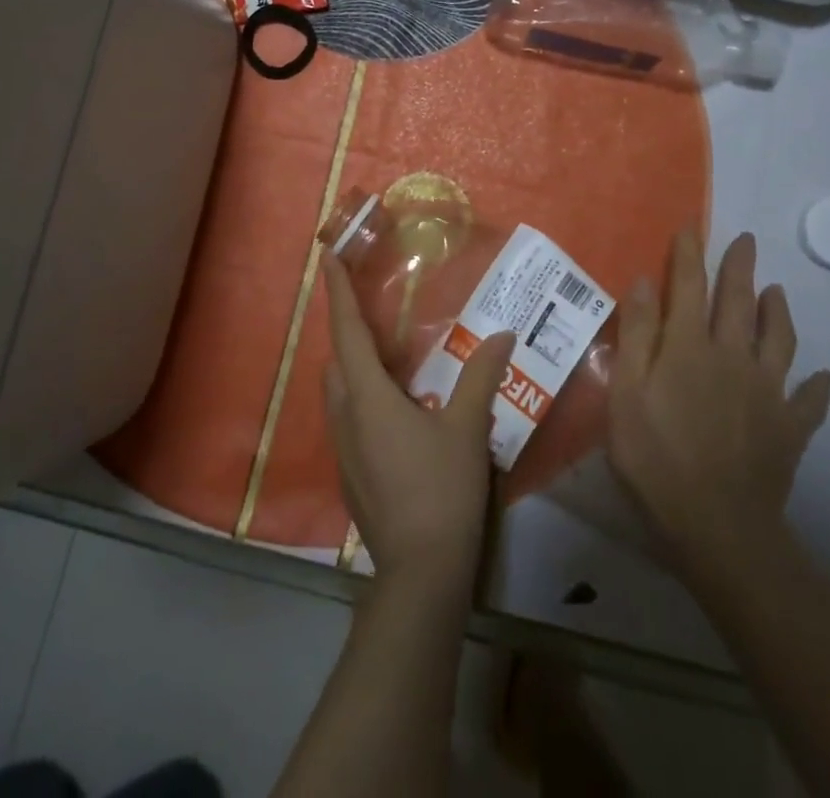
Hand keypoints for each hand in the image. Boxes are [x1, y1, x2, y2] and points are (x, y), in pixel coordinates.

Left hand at [322, 251, 515, 593]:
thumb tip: (502, 335)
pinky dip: (363, 399)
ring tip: (391, 360)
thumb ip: (481, 377)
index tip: (327, 258)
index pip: (347, 331)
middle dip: (349, 331)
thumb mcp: (468, 428)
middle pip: (338, 360)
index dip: (337, 292)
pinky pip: (348, 419)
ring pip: (339, 392)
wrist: (420, 571)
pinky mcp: (350, 474)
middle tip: (375, 313)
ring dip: (355, 368)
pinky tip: (397, 412)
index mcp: (368, 396)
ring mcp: (343, 448)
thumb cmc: (442, 489)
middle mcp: (346, 415)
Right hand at [608, 228, 829, 583]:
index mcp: (689, 346)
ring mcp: (767, 392)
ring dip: (779, 312)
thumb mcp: (626, 392)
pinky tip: (824, 378)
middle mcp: (733, 357)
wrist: (717, 524)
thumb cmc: (656, 455)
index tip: (691, 229)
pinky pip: (809, 401)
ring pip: (780, 341)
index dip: (689, 255)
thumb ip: (637, 335)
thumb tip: (644, 283)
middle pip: (738, 302)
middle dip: (740, 268)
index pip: (689, 287)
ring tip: (778, 292)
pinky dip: (818, 387)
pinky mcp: (790, 428)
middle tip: (747, 240)